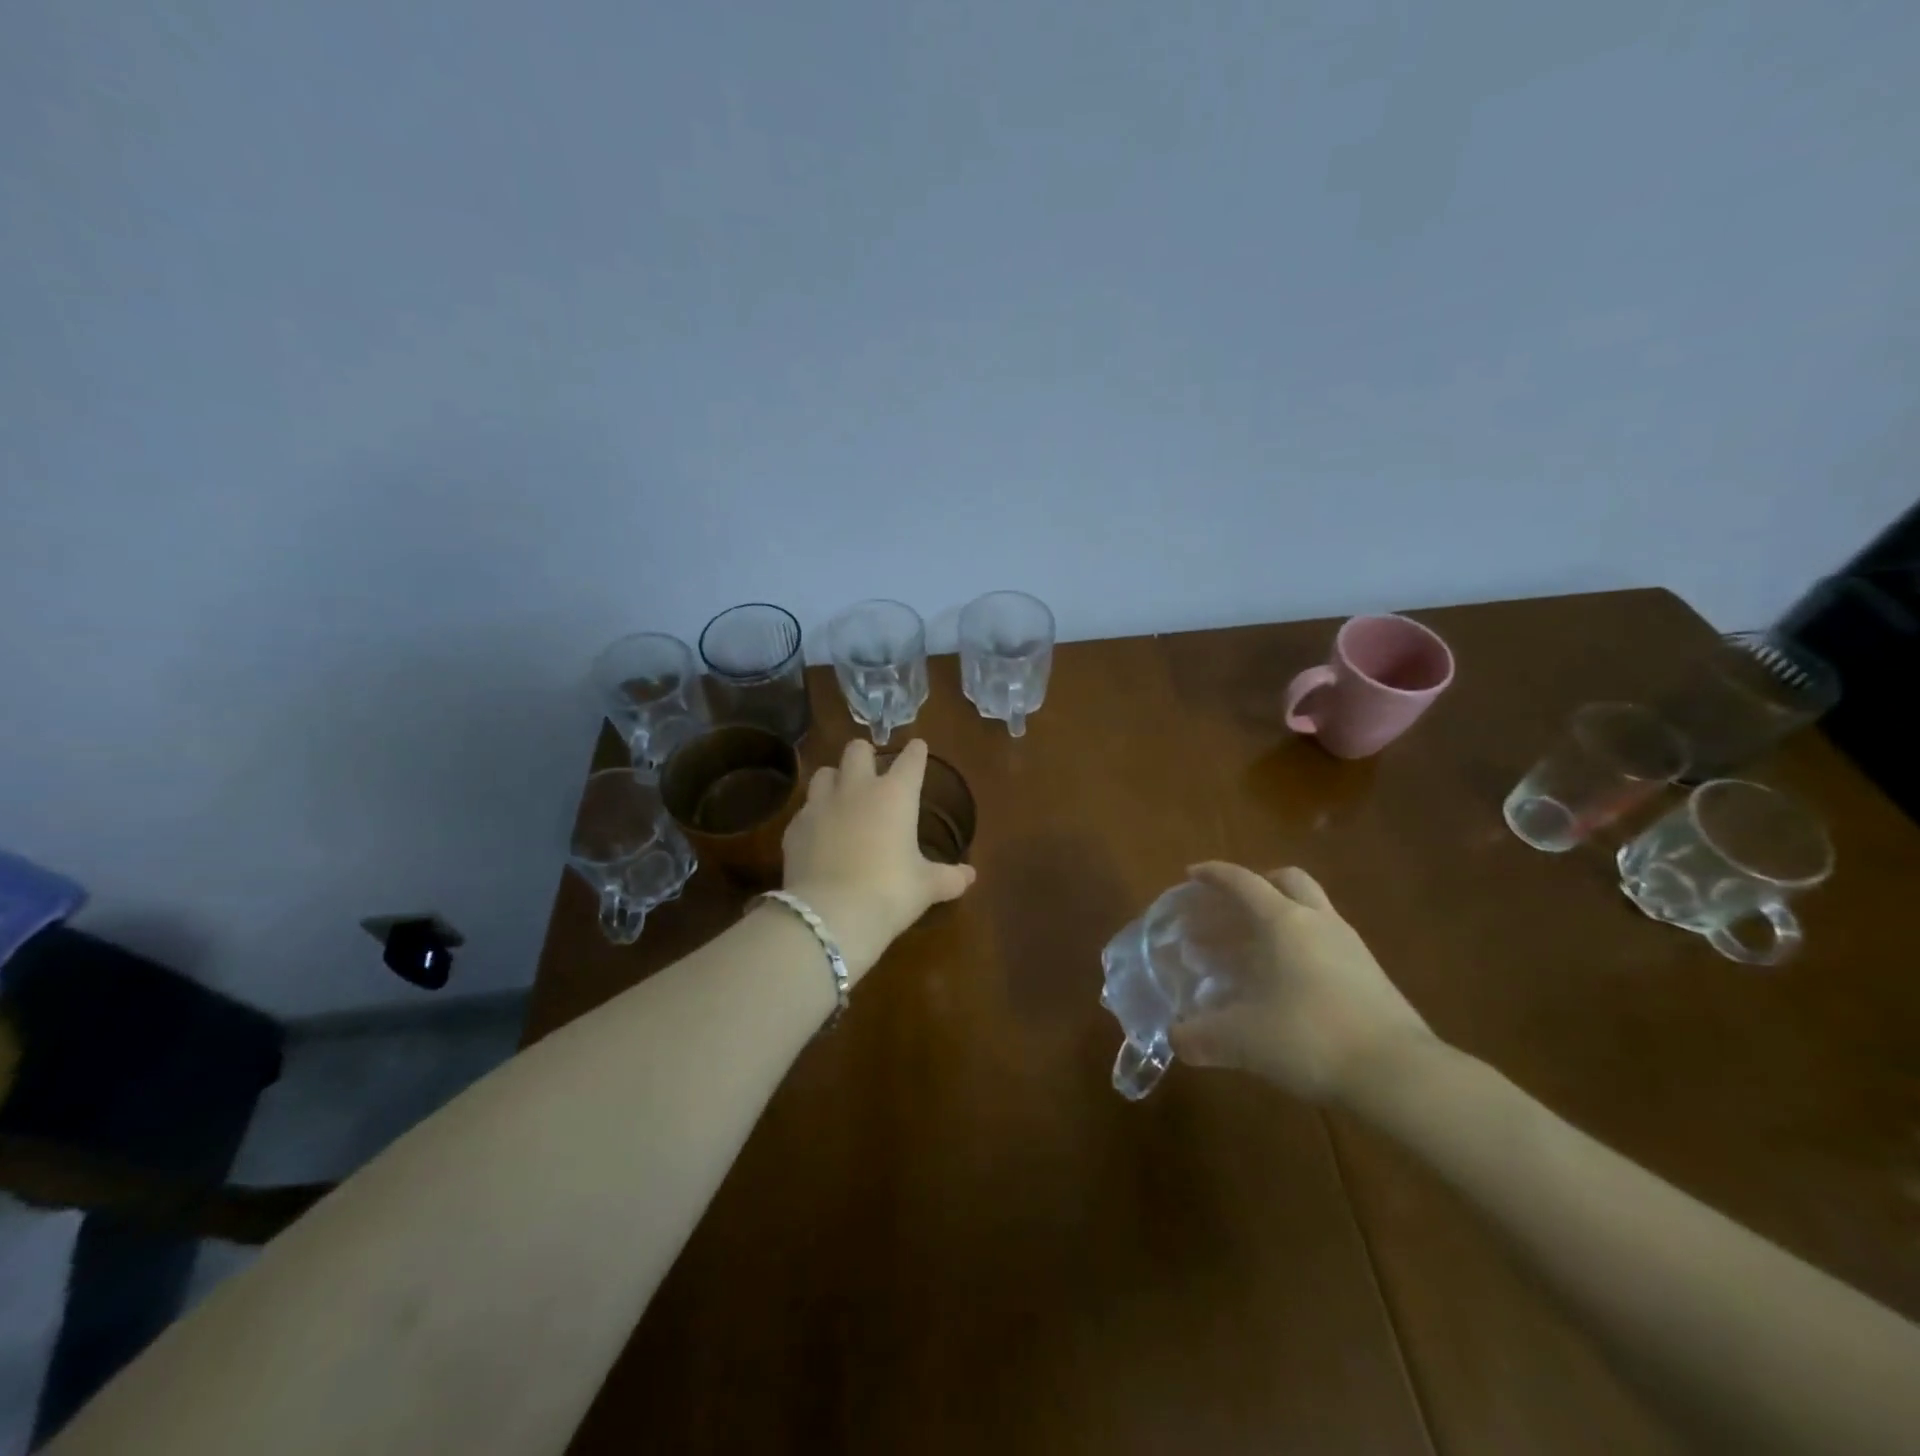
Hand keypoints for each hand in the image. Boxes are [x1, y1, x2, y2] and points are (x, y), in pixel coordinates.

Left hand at [779, 738, 975, 982]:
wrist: (831, 914)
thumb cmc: (889, 892)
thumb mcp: (926, 887)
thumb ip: (949, 877)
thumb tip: (971, 876)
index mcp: (895, 795)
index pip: (910, 760)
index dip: (916, 752)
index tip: (918, 748)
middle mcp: (857, 789)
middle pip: (857, 749)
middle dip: (865, 754)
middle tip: (872, 768)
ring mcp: (820, 805)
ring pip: (824, 773)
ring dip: (835, 779)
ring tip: (841, 797)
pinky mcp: (794, 827)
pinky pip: (804, 810)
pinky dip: (814, 817)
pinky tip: (819, 835)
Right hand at [1170, 862, 1433, 1104]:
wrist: (1400, 1075)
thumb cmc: (1310, 1038)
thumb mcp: (1242, 1040)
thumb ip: (1201, 1036)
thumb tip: (1176, 1038)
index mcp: (1283, 921)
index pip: (1242, 882)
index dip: (1214, 874)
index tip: (1191, 875)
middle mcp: (1318, 921)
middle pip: (1286, 881)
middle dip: (1256, 886)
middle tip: (1229, 909)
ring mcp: (1350, 946)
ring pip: (1310, 910)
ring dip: (1278, 919)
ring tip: (1251, 950)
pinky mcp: (1370, 974)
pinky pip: (1326, 942)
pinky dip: (1300, 948)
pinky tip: (1285, 983)